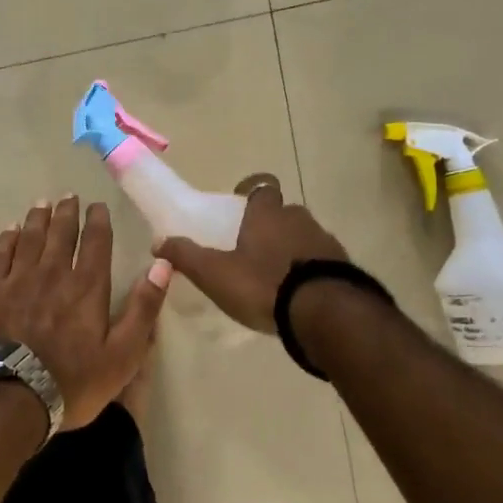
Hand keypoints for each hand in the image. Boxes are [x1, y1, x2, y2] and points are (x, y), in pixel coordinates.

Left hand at [0, 196, 170, 430]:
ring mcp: (18, 280)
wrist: (8, 397)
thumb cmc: (71, 381)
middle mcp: (53, 273)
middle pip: (60, 233)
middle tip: (68, 196)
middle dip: (67, 213)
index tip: (97, 206)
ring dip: (38, 218)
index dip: (97, 221)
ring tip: (42, 204)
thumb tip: (162, 265)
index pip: (95, 243)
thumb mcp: (122, 355)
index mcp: (87, 286)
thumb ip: (143, 309)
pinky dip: (6, 239)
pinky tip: (9, 231)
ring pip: (30, 238)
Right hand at [156, 174, 348, 332]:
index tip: (241, 206)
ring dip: (292, 249)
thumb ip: (186, 256)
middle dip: (270, 225)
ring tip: (276, 277)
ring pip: (304, 236)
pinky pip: (322, 261)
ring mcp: (326, 242)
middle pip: (284, 213)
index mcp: (267, 214)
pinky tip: (300, 295)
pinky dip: (311, 270)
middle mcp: (299, 219)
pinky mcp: (345, 268)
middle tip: (253, 249)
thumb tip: (158, 241)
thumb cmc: (264, 285)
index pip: (262, 187)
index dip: (251, 193)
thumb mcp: (214, 273)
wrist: (327, 314)